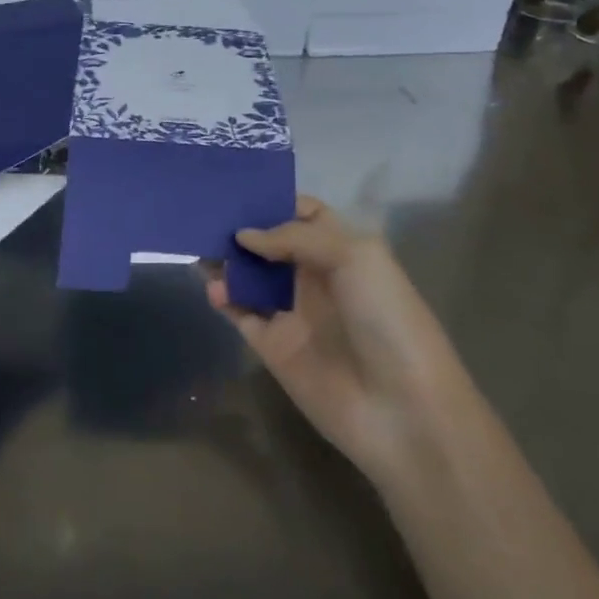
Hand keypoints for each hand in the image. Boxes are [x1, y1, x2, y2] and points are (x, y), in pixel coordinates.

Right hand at [205, 197, 456, 476]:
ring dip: (226, 260)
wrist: (401, 410)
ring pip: (250, 277)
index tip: (238, 187)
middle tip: (204, 211)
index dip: (276, 200)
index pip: (305, 215)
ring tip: (196, 243)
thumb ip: (294, 237)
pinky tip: (212, 286)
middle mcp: (316, 278)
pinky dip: (223, 298)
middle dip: (241, 226)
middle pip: (270, 243)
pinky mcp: (272, 346)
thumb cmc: (386, 320)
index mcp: (344, 251)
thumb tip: (243, 237)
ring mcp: (293, 313)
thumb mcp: (355, 258)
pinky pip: (240, 313)